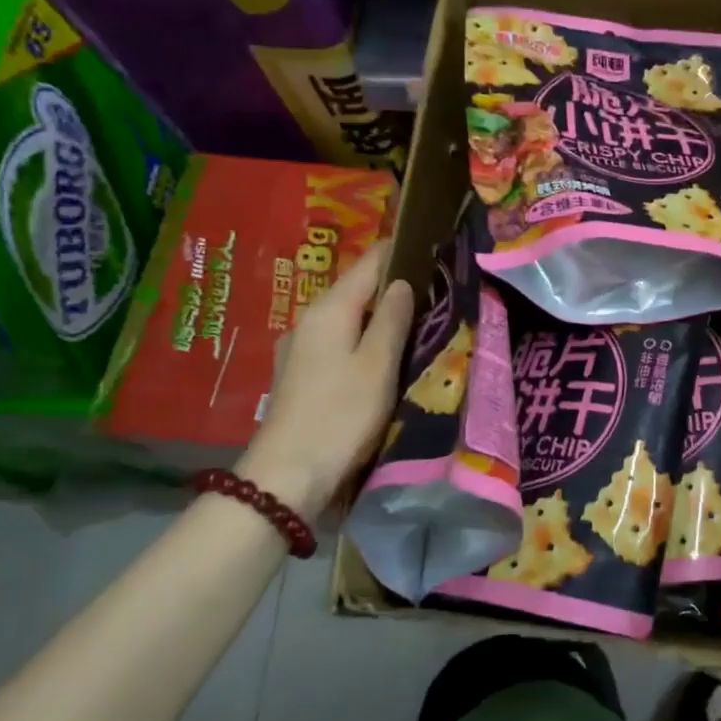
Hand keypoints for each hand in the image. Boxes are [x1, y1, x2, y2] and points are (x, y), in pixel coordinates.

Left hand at [237, 239, 414, 519]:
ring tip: (415, 318)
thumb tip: (400, 282)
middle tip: (433, 285)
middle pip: (355, 289)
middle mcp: (309, 320)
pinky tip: (383, 354)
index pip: (368, 263)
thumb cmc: (340, 415)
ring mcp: (300, 349)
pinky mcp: (300, 375)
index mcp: (329, 310)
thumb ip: (391, 319)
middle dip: (390, 284)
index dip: (397, 250)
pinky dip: (363, 338)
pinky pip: (338, 342)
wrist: (287, 476)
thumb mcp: (377, 365)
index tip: (428, 244)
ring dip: (377, 314)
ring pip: (347, 318)